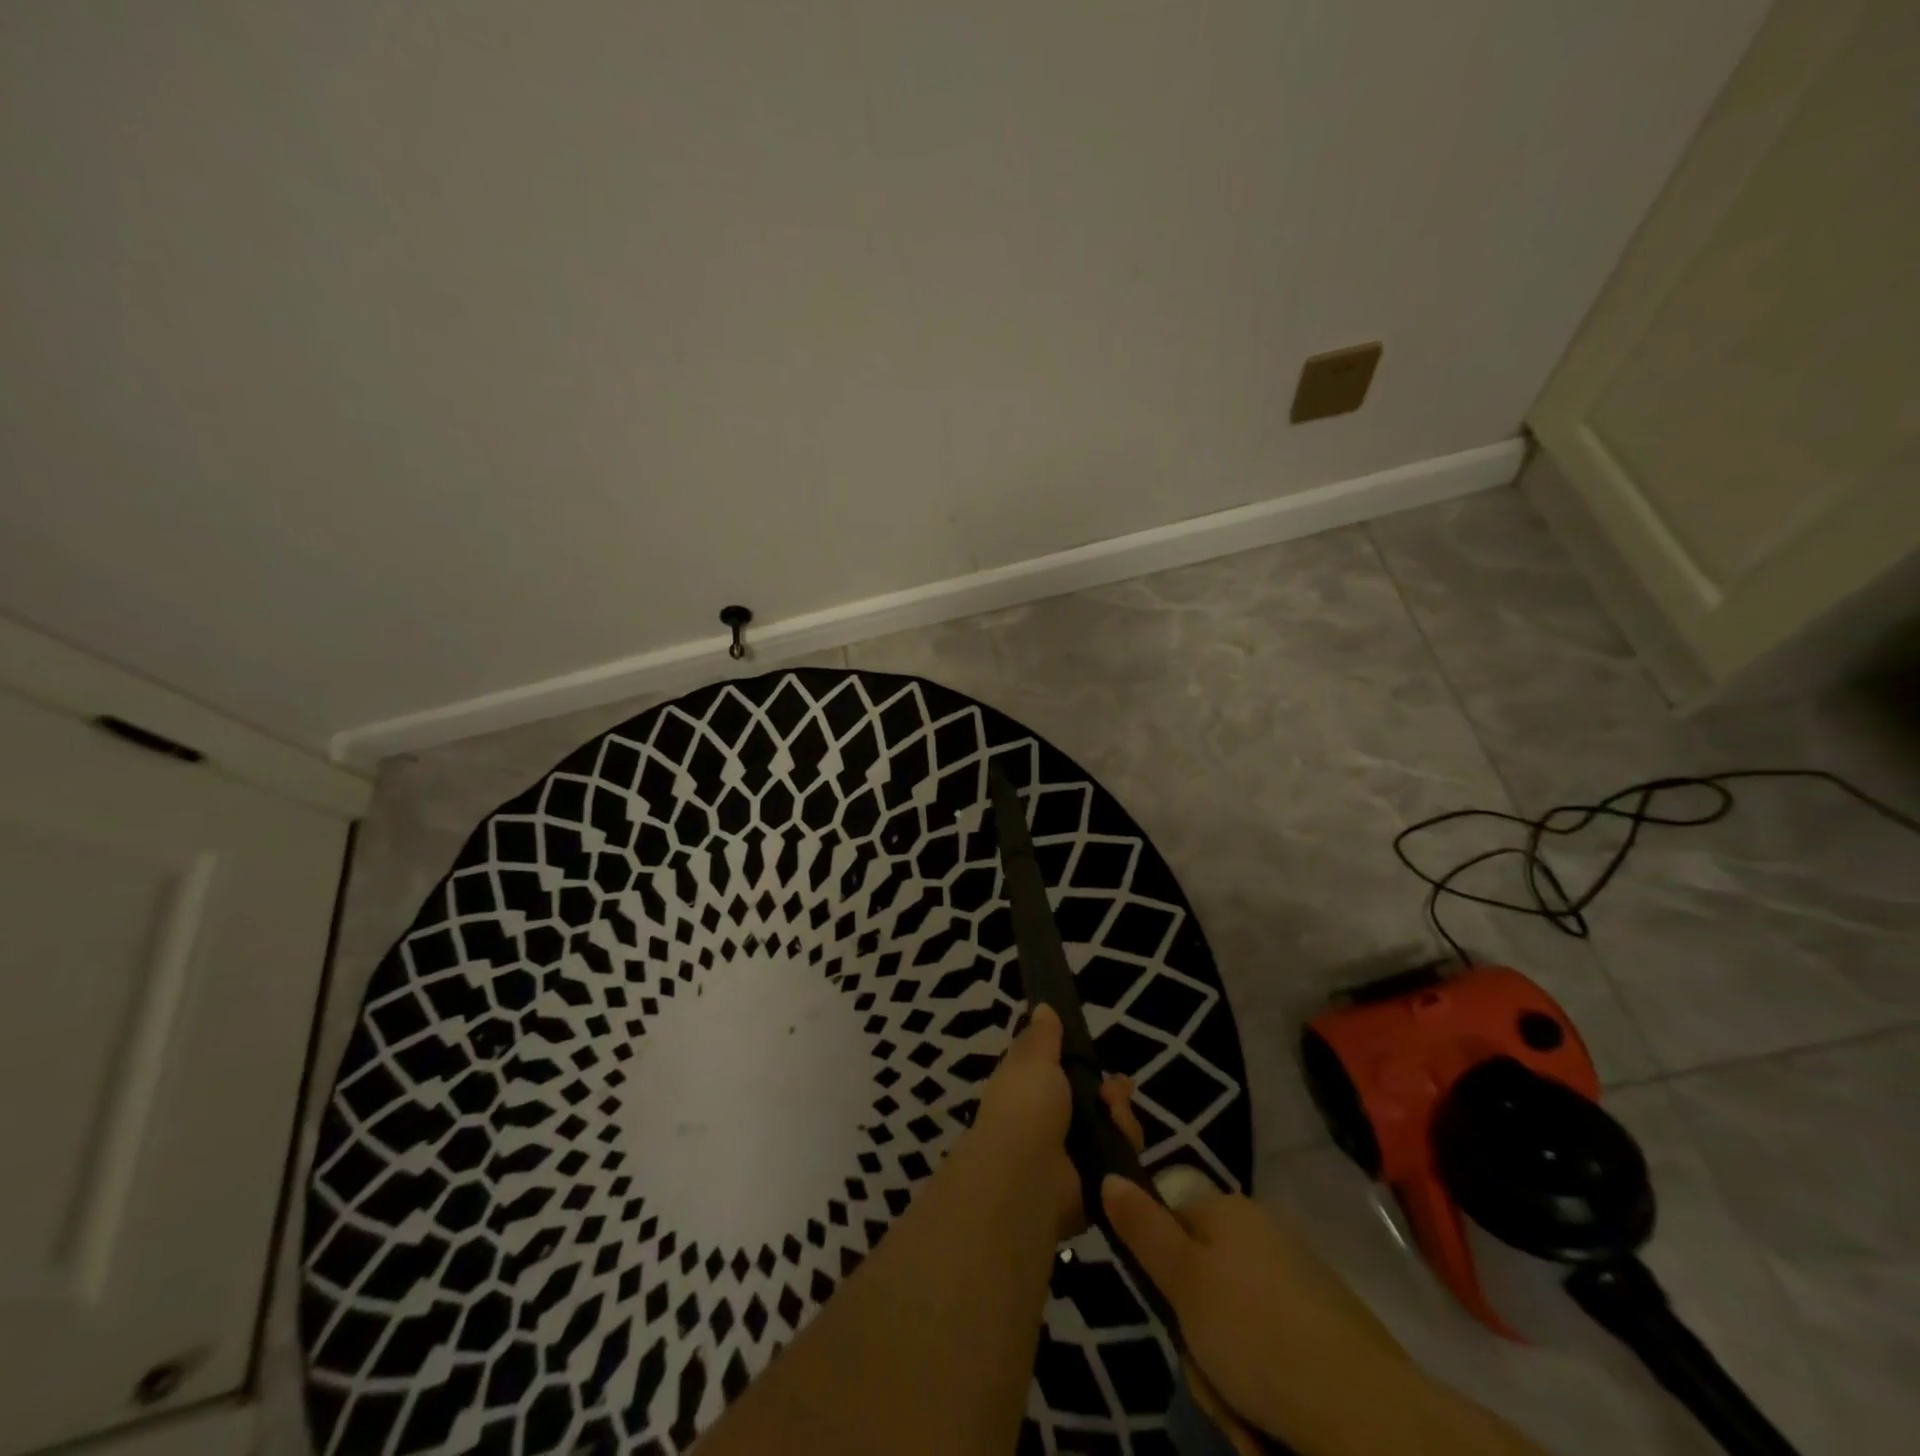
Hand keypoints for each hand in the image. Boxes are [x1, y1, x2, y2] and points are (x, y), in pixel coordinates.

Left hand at [974, 1005, 1142, 1241]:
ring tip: (1115, 1113)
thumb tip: (1042, 1008)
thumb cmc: (1025, 1107)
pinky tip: (1122, 1139)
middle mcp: (1048, 1122)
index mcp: (1027, 1090)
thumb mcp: (1032, 1059)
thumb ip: (1043, 1036)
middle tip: (1116, 1090)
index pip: (1059, 1072)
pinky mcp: (1093, 1185)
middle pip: (1093, 1100)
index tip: (1094, 1053)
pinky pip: (1120, 1160)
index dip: (1079, 1061)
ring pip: (1112, 1128)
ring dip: (1121, 1116)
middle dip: (1112, 1091)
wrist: (1028, 1177)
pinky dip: (1125, 1147)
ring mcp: (1072, 1155)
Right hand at [1101, 1178, 1408, 1452]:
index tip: (1169, 1310)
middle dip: (1198, 1335)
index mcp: (1229, 1209)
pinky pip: (1274, 1346)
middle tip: (1209, 1372)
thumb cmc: (1257, 1335)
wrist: (1368, 1414)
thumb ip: (1142, 1228)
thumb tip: (1110, 1174)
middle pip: (1203, 1278)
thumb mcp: (1183, 1281)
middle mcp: (1264, 1231)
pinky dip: (1266, 1382)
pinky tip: (1273, 1417)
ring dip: (1228, 1371)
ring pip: (1235, 1321)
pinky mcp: (1329, 1326)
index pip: (1172, 1218)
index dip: (1162, 1266)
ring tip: (1243, 1410)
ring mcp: (1300, 1278)